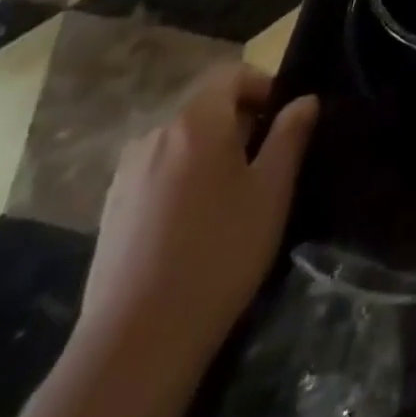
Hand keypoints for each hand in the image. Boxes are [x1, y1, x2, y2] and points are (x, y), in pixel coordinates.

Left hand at [80, 64, 318, 368]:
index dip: (262, 86)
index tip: (285, 120)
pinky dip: (183, 179)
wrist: (136, 341)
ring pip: (180, 142)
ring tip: (233, 195)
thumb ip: (290, 136)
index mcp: (196, 123)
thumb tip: (304, 100)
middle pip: (204, 107)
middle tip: (267, 161)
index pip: (230, 75)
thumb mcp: (272, 190)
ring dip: (210, 152)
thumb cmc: (220, 252)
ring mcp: (125, 175)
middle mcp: (155, 136)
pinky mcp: (110, 211)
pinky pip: (157, 172)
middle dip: (239, 122)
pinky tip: (195, 224)